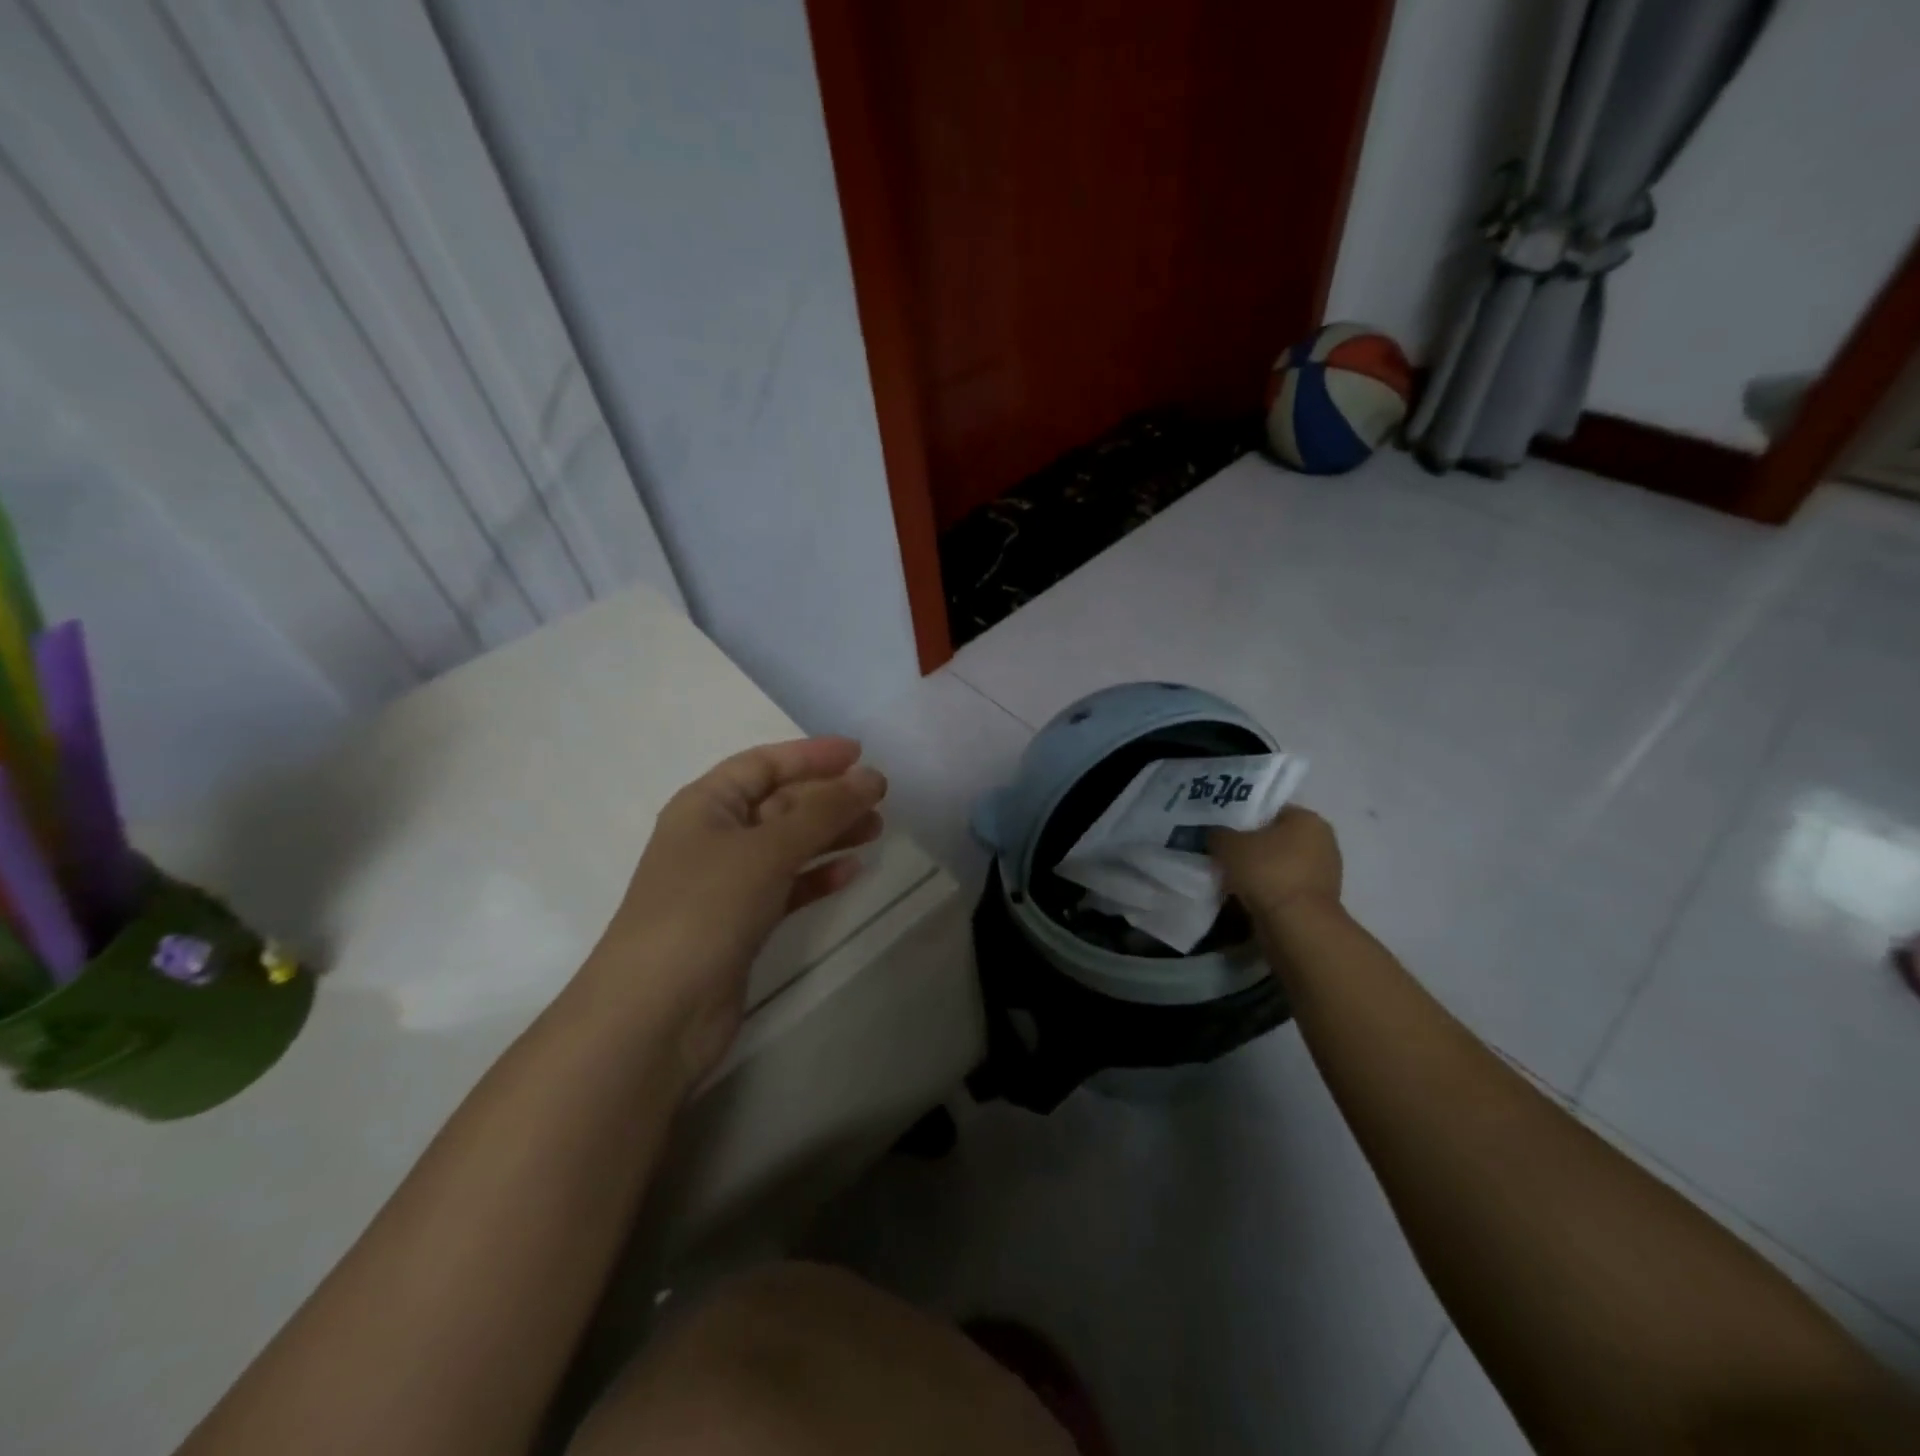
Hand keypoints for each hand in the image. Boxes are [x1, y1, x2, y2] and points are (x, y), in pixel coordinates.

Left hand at [585, 737, 886, 1083]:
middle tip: (880, 798)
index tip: (860, 753)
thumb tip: (872, 777)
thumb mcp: (768, 849)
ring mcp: (726, 884)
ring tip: (876, 829)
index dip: (810, 755)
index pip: (762, 763)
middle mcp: (713, 838)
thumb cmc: (705, 909)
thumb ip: (824, 811)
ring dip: (829, 834)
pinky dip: (817, 877)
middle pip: (779, 803)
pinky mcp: (740, 924)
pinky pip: (787, 887)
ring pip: (787, 846)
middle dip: (827, 797)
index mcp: (705, 806)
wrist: (656, 1014)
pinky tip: (852, 872)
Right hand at [1211, 806, 1342, 919]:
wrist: (1296, 925)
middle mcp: (1323, 842)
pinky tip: (1245, 897)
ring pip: (1279, 865)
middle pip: (1276, 838)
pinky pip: (1285, 887)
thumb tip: (1215, 835)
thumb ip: (1218, 834)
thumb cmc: (1267, 872)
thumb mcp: (1229, 844)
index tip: (1222, 830)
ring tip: (1230, 877)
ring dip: (1258, 871)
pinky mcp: (1318, 901)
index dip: (1244, 818)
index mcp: (1308, 819)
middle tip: (1223, 853)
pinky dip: (1267, 891)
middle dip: (1251, 846)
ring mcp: (1324, 873)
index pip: (1271, 810)